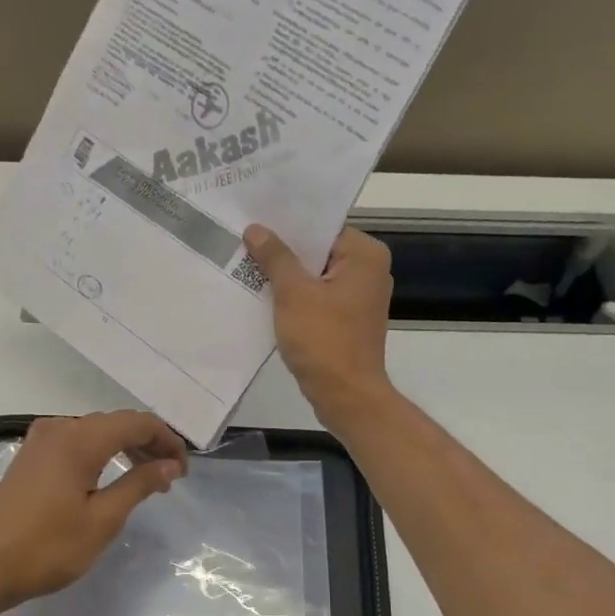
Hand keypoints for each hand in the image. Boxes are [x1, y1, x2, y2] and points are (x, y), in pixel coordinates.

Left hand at [0, 410, 188, 612]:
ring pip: (97, 431)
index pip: (137, 422)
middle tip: (171, 477)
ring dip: (126, 449)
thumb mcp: (103, 519)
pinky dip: (102, 454)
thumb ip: (140, 484)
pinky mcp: (31, 457)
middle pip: (117, 422)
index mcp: (79, 438)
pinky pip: (77, 442)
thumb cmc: (47, 547)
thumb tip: (170, 464)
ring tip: (148, 479)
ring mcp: (41, 440)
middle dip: (149, 444)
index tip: (183, 471)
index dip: (167, 441)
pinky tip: (111, 478)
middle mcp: (59, 428)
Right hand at [244, 224, 394, 427]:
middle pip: (319, 251)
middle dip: (284, 251)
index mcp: (365, 255)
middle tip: (244, 241)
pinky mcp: (349, 321)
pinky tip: (265, 297)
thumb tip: (256, 229)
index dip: (288, 225)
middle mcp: (369, 271)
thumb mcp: (293, 293)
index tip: (255, 220)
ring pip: (316, 276)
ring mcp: (361, 298)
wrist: (345, 396)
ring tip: (248, 265)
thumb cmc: (323, 340)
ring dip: (287, 276)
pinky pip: (318, 298)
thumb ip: (275, 257)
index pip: (322, 227)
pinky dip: (296, 298)